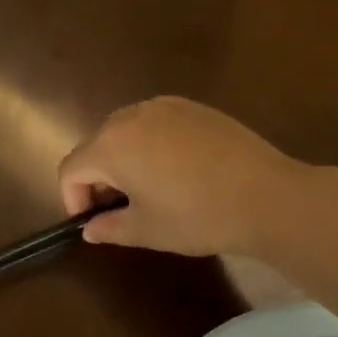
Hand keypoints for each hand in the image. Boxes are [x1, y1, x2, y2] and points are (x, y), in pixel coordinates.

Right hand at [57, 97, 304, 256]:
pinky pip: (156, 123)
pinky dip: (152, 144)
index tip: (93, 222)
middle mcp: (131, 115)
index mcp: (111, 145)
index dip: (73, 198)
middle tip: (121, 209)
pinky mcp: (193, 106)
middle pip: (96, 145)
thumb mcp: (147, 230)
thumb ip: (109, 227)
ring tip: (150, 189)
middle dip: (99, 177)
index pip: (71, 168)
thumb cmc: (197, 216)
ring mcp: (165, 105)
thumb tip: (90, 229)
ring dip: (124, 159)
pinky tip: (179, 171)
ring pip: (126, 131)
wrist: (266, 196)